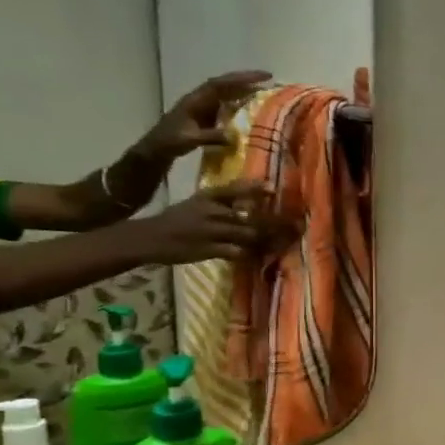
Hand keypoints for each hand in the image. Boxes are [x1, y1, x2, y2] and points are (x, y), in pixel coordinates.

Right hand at [129, 182, 292, 264]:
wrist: (151, 238)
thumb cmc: (177, 219)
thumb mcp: (197, 203)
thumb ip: (222, 203)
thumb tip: (249, 205)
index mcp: (208, 197)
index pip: (234, 189)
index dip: (254, 189)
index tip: (273, 188)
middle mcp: (212, 211)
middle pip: (248, 215)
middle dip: (271, 221)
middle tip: (293, 224)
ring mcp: (211, 231)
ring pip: (246, 233)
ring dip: (265, 238)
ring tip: (282, 240)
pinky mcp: (209, 250)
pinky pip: (236, 252)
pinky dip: (249, 253)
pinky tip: (259, 255)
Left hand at [137, 71, 271, 162]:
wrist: (156, 148)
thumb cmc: (170, 142)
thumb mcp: (189, 140)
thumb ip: (210, 137)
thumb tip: (234, 136)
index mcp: (196, 100)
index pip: (221, 84)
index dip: (241, 79)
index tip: (263, 77)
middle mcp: (200, 98)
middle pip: (225, 84)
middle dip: (246, 80)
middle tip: (268, 78)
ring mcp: (203, 106)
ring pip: (226, 93)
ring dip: (243, 90)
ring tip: (264, 91)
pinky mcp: (206, 115)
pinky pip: (226, 104)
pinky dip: (239, 103)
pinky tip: (251, 108)